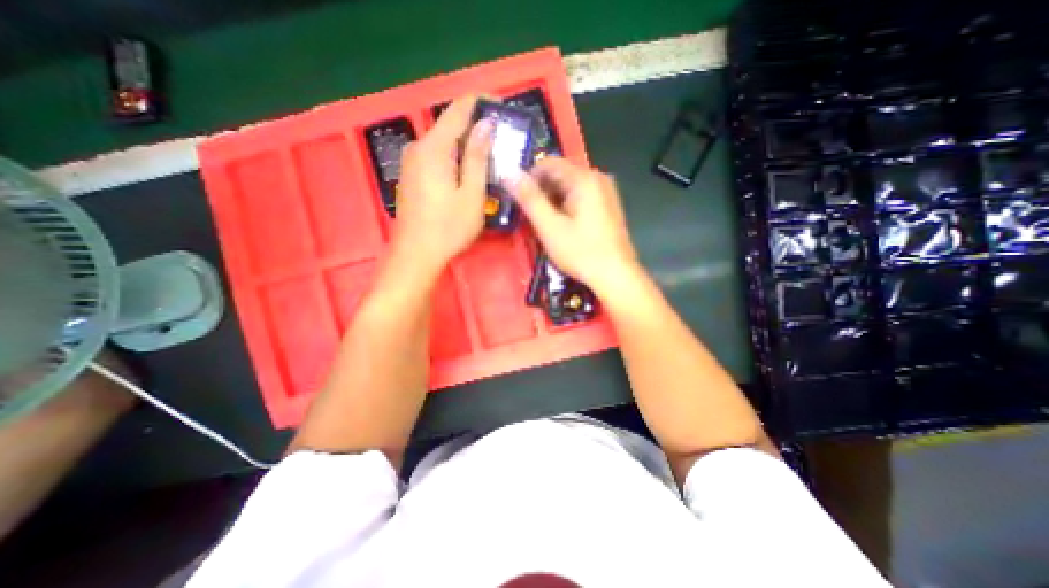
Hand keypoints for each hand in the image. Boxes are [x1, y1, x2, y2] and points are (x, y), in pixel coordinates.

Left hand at [389, 94, 496, 279]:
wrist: (416, 253)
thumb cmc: (448, 228)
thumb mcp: (471, 195)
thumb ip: (478, 158)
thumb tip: (485, 125)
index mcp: (434, 148)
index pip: (458, 110)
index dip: (480, 102)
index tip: (502, 105)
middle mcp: (418, 147)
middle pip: (450, 125)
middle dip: (476, 127)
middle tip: (502, 139)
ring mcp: (411, 161)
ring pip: (444, 142)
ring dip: (466, 145)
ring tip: (490, 157)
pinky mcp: (411, 174)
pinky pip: (436, 156)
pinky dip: (454, 157)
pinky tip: (468, 172)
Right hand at [507, 157, 643, 297]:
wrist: (615, 275)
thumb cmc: (581, 252)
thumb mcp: (549, 227)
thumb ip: (529, 198)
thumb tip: (509, 172)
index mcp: (584, 179)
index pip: (548, 163)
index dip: (529, 177)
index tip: (519, 198)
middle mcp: (597, 178)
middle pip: (560, 174)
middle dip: (542, 191)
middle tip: (532, 216)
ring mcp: (606, 192)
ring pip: (570, 187)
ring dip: (553, 201)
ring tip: (546, 224)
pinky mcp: (608, 206)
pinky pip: (581, 197)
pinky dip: (567, 206)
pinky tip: (563, 226)